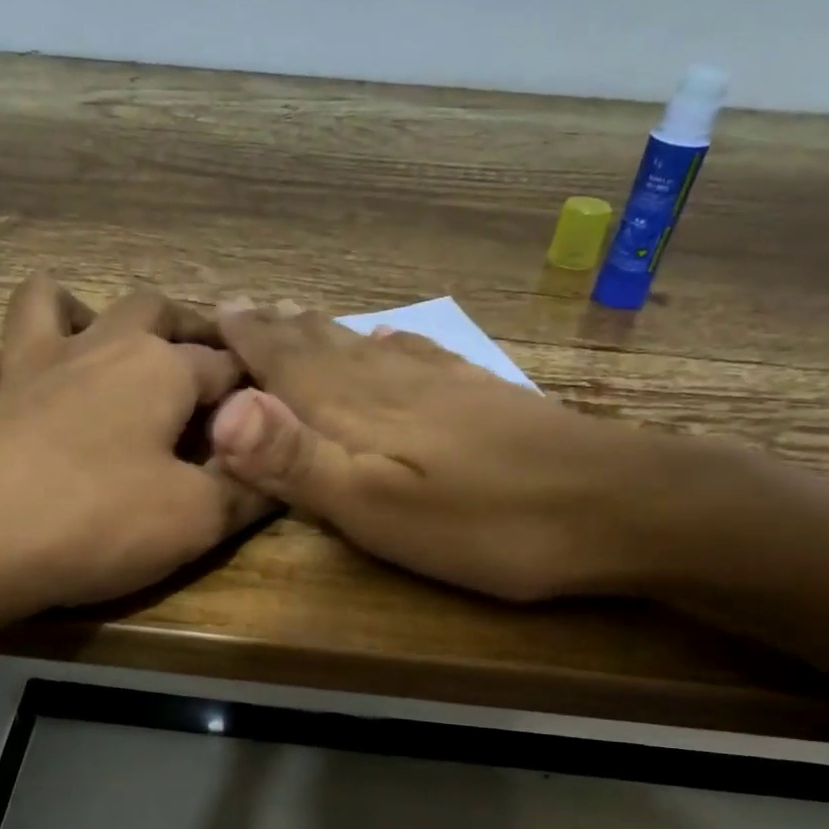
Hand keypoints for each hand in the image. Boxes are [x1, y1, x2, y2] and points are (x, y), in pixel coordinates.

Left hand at [0, 281, 267, 631]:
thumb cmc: (93, 522)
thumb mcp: (195, 520)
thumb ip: (245, 491)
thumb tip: (280, 471)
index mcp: (157, 369)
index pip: (224, 365)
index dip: (252, 387)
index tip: (267, 409)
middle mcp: (94, 350)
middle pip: (149, 310)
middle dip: (185, 326)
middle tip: (201, 357)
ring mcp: (23, 369)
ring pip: (51, 306)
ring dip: (82, 313)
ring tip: (98, 343)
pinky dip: (7, 366)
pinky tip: (13, 389)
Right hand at [210, 303, 687, 600]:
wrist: (616, 504)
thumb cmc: (485, 523)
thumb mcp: (378, 509)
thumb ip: (299, 462)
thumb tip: (222, 411)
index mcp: (359, 410)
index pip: (287, 363)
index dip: (248, 341)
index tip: (212, 314)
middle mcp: (393, 382)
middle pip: (323, 346)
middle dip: (276, 328)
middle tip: (240, 305)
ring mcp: (442, 383)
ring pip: (364, 345)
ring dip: (321, 330)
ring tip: (293, 315)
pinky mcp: (480, 394)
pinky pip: (416, 353)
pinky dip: (386, 340)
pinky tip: (387, 336)